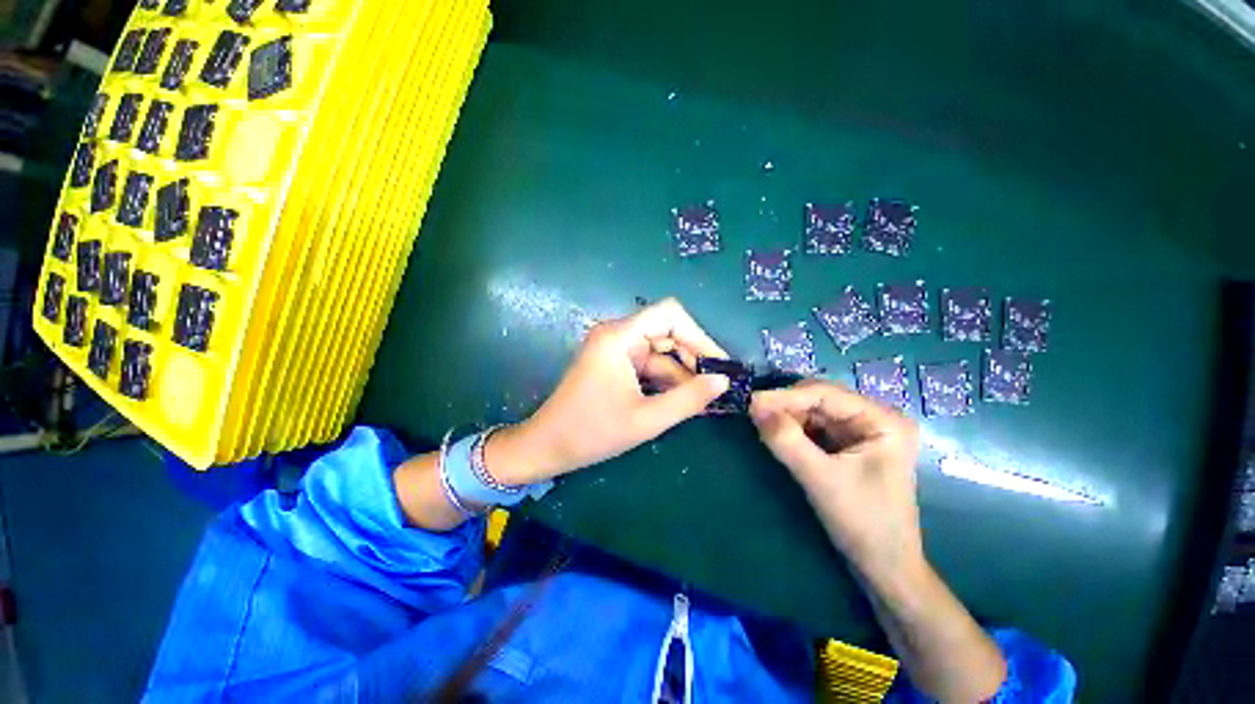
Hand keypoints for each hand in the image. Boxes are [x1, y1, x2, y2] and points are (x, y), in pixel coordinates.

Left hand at [488, 298, 729, 484]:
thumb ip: (688, 399)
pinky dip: (668, 381)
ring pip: (662, 352)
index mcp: (619, 337)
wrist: (548, 447)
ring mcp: (617, 350)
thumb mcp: (645, 419)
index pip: (670, 315)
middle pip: (668, 333)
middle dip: (694, 360)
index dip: (699, 336)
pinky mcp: (617, 364)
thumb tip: (723, 381)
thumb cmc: (591, 432)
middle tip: (717, 388)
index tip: (719, 365)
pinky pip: (651, 366)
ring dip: (683, 374)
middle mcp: (618, 335)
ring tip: (707, 400)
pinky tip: (686, 400)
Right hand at [749, 380, 922, 583]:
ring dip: (786, 417)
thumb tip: (753, 406)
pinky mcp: (847, 445)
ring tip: (760, 424)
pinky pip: (813, 427)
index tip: (751, 402)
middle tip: (753, 414)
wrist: (885, 568)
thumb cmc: (863, 523)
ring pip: (813, 412)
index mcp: (883, 420)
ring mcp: (861, 431)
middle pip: (819, 399)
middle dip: (786, 405)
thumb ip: (787, 441)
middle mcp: (874, 418)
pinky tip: (776, 434)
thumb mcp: (821, 480)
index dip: (786, 396)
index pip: (825, 394)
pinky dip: (792, 429)